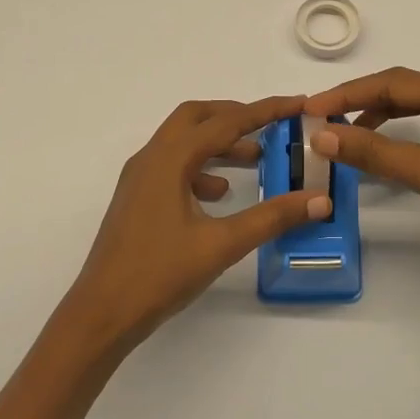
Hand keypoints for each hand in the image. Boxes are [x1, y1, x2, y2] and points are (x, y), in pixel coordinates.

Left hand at [63, 94, 330, 346]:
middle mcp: (151, 159)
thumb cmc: (159, 274)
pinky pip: (173, 167)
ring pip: (183, 142)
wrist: (102, 314)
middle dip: (236, 116)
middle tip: (271, 125)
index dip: (265, 111)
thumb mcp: (222, 244)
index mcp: (169, 160)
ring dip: (219, 143)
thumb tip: (318, 200)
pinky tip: (221, 194)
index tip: (298, 104)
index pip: (225, 122)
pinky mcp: (138, 199)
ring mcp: (140, 179)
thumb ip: (271, 218)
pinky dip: (202, 168)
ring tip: (256, 159)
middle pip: (196, 118)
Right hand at [306, 68, 419, 279]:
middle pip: (402, 92)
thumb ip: (374, 152)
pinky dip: (396, 138)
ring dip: (376, 120)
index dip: (349, 94)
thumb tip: (322, 136)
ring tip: (342, 134)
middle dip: (360, 103)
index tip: (312, 108)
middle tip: (321, 119)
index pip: (394, 83)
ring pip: (413, 111)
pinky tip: (377, 151)